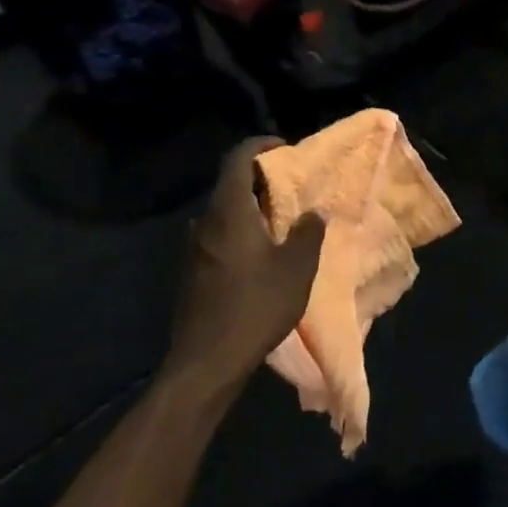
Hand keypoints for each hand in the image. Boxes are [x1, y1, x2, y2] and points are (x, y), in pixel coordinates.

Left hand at [161, 137, 324, 394]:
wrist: (208, 359)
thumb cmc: (257, 305)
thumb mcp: (297, 268)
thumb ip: (308, 233)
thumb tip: (314, 212)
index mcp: (229, 212)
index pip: (238, 160)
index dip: (260, 146)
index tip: (285, 148)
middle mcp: (205, 223)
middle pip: (230, 186)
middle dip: (261, 180)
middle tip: (292, 189)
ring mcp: (194, 249)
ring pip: (224, 215)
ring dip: (251, 210)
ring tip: (282, 222)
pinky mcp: (192, 272)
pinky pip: (219, 238)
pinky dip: (240, 233)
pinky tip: (261, 255)